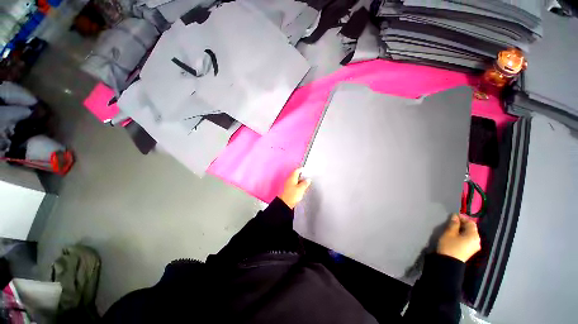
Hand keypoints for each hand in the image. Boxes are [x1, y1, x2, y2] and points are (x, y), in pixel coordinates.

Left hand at [278, 168, 310, 208]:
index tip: (305, 169)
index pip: (296, 171)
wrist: (284, 204)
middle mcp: (289, 180)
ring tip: (306, 182)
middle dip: (300, 175)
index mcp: (292, 178)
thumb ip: (305, 183)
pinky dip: (297, 184)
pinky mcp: (287, 190)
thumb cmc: (292, 195)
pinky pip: (293, 185)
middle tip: (307, 175)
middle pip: (295, 175)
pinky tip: (301, 187)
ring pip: (294, 180)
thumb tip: (308, 179)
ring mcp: (287, 185)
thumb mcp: (300, 189)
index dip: (301, 169)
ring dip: (299, 180)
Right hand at [437, 214, 480, 262]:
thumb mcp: (449, 233)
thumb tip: (455, 216)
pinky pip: (468, 239)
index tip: (453, 216)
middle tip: (452, 221)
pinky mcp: (470, 250)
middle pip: (471, 229)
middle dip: (462, 224)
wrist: (449, 263)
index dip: (462, 218)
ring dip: (462, 230)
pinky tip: (455, 235)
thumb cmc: (449, 246)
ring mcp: (474, 246)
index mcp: (474, 235)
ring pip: (469, 234)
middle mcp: (477, 240)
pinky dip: (463, 235)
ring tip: (452, 228)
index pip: (470, 222)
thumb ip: (453, 224)